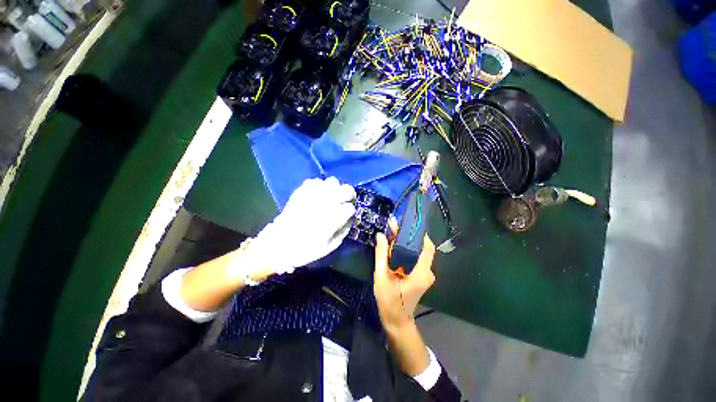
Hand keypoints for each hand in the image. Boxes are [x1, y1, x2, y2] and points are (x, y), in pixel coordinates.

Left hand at [230, 177, 355, 281]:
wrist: (278, 244)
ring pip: (332, 182)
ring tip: (332, 196)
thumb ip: (344, 230)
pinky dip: (320, 186)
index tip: (348, 214)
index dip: (351, 211)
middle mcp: (324, 204)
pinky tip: (319, 194)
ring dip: (335, 189)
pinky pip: (316, 181)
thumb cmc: (306, 249)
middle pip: (345, 189)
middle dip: (349, 194)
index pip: (350, 207)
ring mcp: (312, 195)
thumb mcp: (330, 246)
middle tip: (347, 199)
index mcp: (332, 219)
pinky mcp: (301, 191)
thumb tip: (350, 218)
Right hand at [373, 221, 435, 331]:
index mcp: (420, 273)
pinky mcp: (421, 275)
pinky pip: (415, 258)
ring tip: (391, 233)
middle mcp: (427, 272)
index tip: (405, 224)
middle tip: (393, 226)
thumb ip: (381, 255)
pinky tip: (394, 246)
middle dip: (407, 236)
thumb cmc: (389, 301)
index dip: (418, 233)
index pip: (427, 247)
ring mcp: (425, 274)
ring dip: (405, 242)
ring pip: (418, 252)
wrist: (397, 321)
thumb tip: (381, 235)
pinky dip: (406, 250)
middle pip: (421, 247)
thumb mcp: (381, 277)